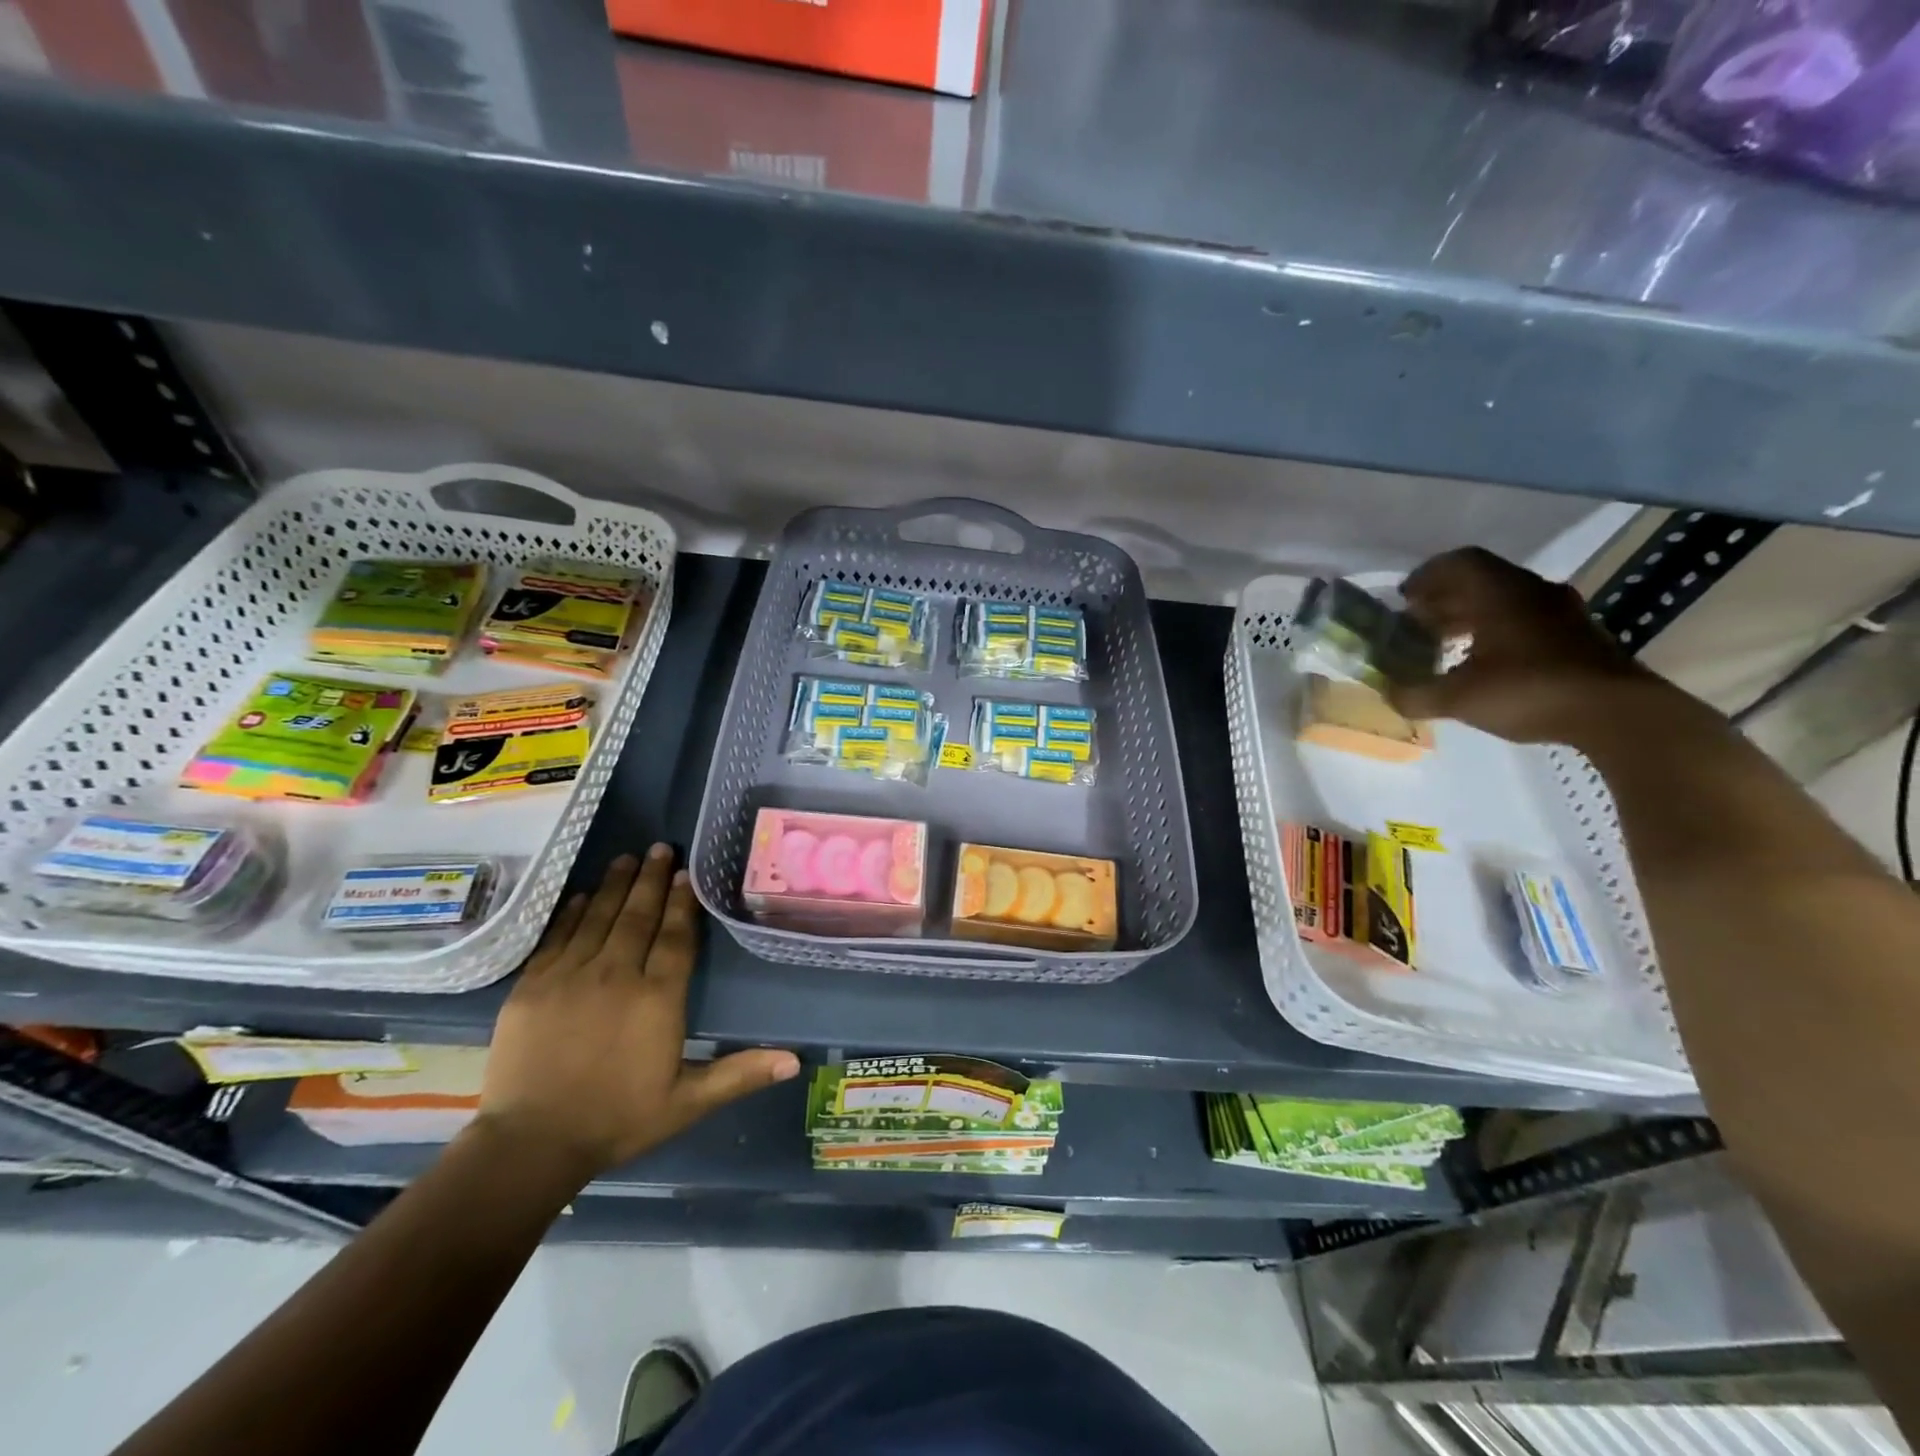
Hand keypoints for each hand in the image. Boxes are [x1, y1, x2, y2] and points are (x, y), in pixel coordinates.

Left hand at [473, 846, 798, 1184]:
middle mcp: (616, 975)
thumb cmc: (617, 1120)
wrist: (530, 1144)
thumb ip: (740, 1074)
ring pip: (598, 917)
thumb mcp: (687, 1101)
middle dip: (652, 879)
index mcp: (657, 998)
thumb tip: (795, 1062)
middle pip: (638, 916)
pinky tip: (581, 895)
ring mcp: (570, 976)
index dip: (683, 902)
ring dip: (615, 885)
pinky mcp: (532, 986)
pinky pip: (557, 937)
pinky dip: (571, 912)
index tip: (686, 873)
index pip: (675, 936)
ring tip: (628, 858)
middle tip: (660, 847)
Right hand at [1386, 547, 1651, 743]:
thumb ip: (1415, 694)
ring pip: (1505, 601)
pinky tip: (1485, 664)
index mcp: (1500, 593)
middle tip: (1416, 626)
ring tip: (1446, 646)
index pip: (1459, 562)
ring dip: (1471, 617)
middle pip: (1481, 581)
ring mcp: (1561, 613)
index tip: (1404, 599)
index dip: (1426, 576)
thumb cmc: (1529, 691)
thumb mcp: (1457, 698)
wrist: (1618, 713)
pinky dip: (1498, 632)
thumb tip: (1389, 694)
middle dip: (1443, 600)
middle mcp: (1532, 592)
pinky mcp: (1578, 636)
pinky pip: (1527, 620)